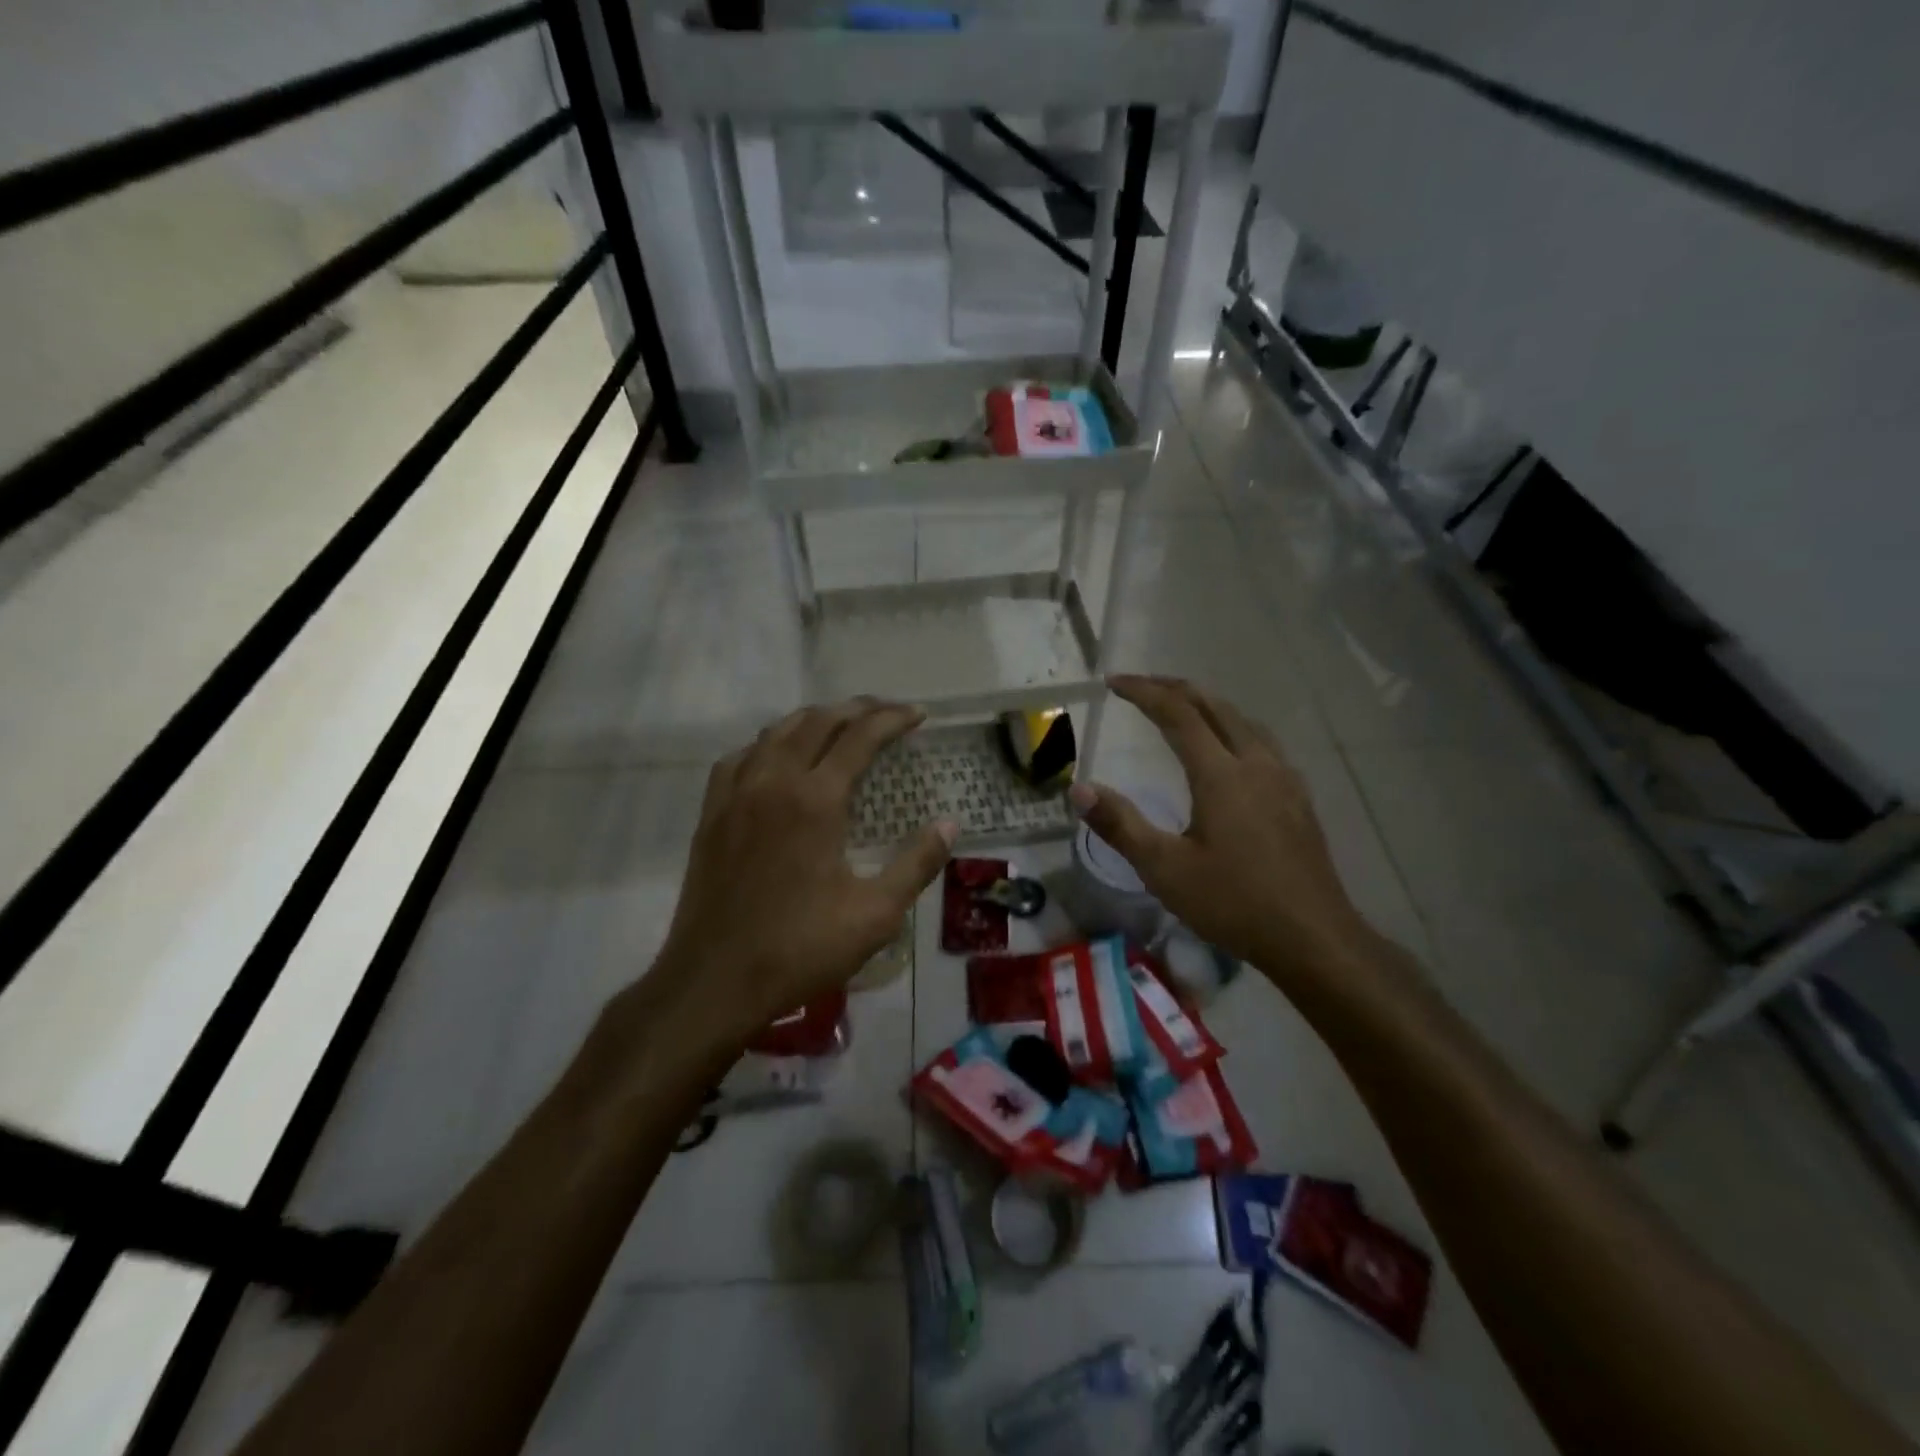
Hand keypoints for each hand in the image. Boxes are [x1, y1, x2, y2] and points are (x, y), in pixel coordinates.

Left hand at [650, 699, 956, 1047]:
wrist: (714, 981)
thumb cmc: (800, 949)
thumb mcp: (875, 914)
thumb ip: (916, 864)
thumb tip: (949, 825)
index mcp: (815, 800)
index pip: (860, 737)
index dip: (893, 720)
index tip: (919, 715)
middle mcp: (773, 782)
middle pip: (817, 722)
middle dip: (857, 709)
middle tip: (887, 711)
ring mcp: (735, 795)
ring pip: (776, 733)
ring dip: (813, 719)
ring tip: (840, 725)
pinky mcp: (711, 814)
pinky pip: (740, 757)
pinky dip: (769, 744)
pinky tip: (777, 758)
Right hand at [1070, 675, 1374, 990]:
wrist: (1313, 938)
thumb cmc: (1233, 903)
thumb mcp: (1164, 869)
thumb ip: (1120, 825)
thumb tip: (1080, 788)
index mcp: (1221, 774)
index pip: (1178, 713)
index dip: (1144, 692)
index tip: (1113, 683)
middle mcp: (1256, 763)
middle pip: (1215, 706)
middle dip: (1175, 688)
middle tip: (1141, 686)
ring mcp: (1284, 779)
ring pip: (1244, 721)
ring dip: (1207, 705)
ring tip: (1181, 709)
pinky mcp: (1299, 798)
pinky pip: (1262, 742)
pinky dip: (1233, 728)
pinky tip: (1229, 752)